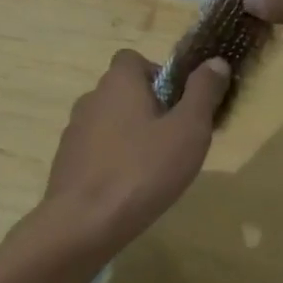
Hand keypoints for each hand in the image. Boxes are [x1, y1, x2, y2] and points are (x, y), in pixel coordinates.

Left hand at [38, 49, 230, 248]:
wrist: (83, 223)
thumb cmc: (142, 170)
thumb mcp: (188, 131)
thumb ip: (202, 93)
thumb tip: (216, 61)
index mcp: (119, 82)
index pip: (134, 59)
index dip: (158, 75)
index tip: (177, 104)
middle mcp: (92, 97)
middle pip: (123, 91)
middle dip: (149, 108)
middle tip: (174, 141)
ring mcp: (74, 130)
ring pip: (110, 121)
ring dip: (130, 135)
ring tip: (153, 168)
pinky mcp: (66, 160)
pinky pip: (96, 149)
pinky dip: (112, 159)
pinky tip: (128, 188)